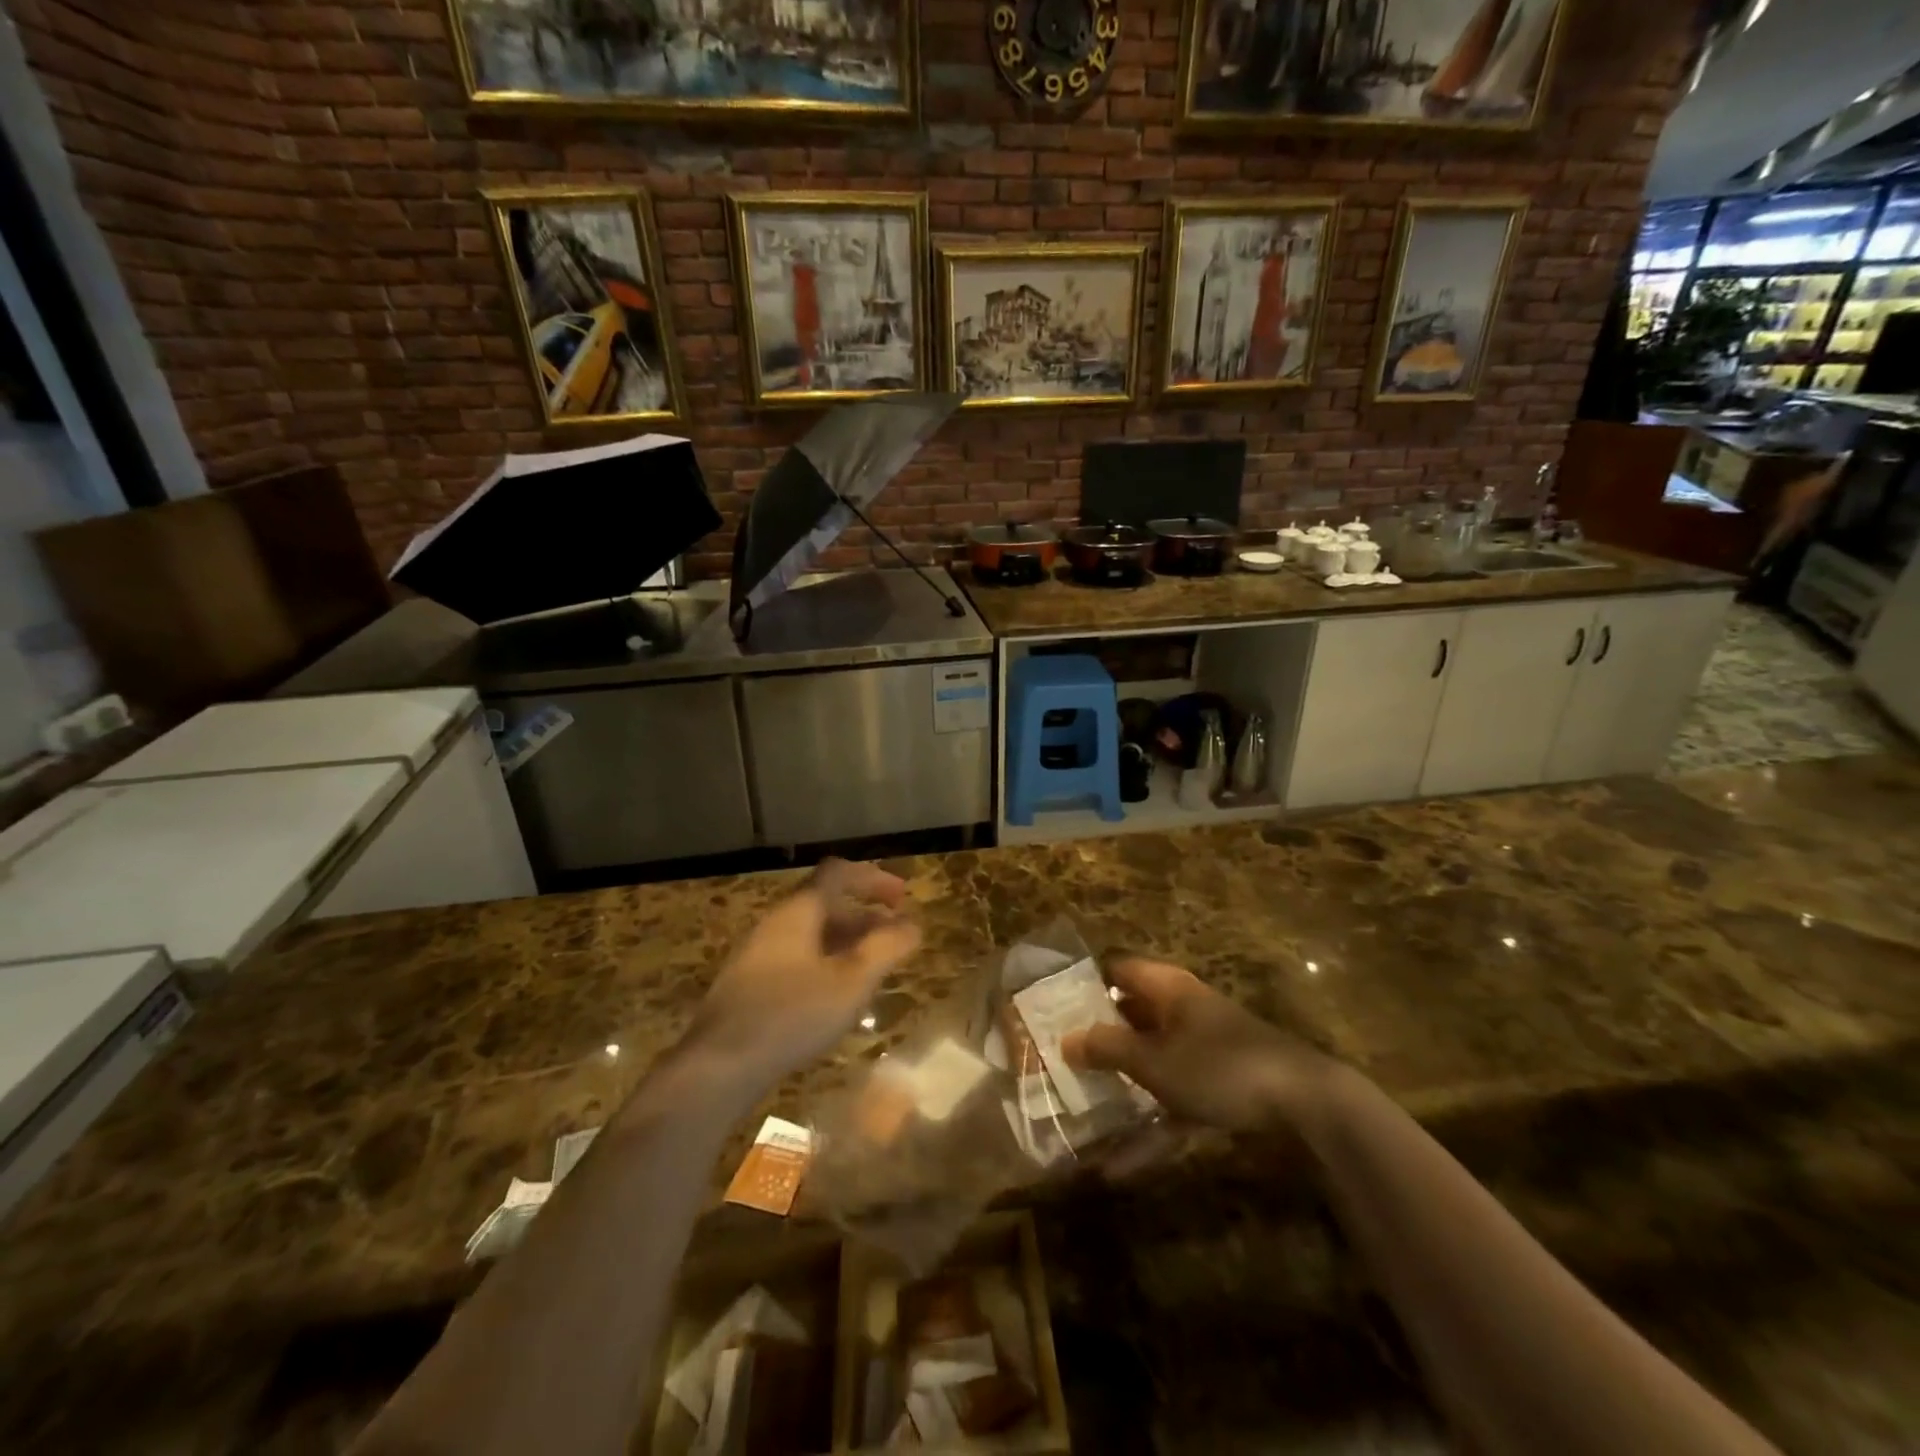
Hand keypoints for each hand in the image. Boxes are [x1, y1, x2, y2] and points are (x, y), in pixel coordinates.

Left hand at [689, 858, 922, 1087]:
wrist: (718, 1066)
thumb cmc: (792, 1015)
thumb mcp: (852, 982)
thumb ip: (886, 948)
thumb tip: (912, 924)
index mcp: (798, 911)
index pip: (838, 873)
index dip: (873, 878)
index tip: (902, 896)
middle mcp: (775, 922)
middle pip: (825, 903)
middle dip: (864, 914)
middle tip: (894, 935)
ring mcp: (758, 953)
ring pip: (811, 933)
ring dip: (846, 940)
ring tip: (873, 966)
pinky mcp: (749, 983)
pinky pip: (796, 956)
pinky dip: (826, 960)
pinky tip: (837, 993)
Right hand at [1063, 957, 1329, 1131]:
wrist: (1306, 1104)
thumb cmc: (1219, 1066)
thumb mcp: (1154, 1060)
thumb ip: (1107, 1048)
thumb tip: (1066, 1039)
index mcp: (1167, 988)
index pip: (1118, 970)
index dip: (1086, 983)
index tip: (1053, 1007)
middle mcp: (1183, 1010)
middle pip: (1131, 1015)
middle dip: (1098, 1038)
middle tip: (1059, 1058)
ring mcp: (1203, 1049)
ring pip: (1151, 1060)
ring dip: (1122, 1084)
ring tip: (1082, 1106)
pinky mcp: (1220, 1086)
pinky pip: (1174, 1100)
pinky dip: (1150, 1125)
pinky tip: (1121, 1168)